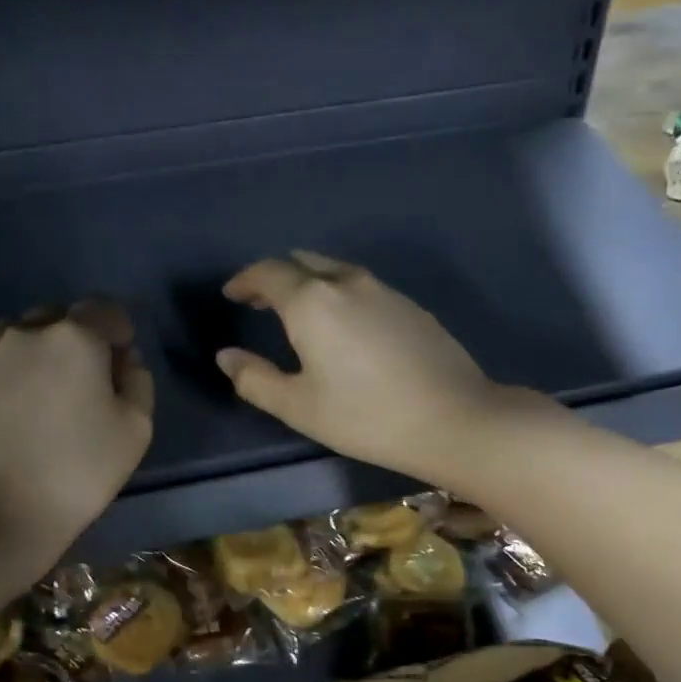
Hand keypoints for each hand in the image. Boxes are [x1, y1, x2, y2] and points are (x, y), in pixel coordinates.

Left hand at [0, 300, 153, 564]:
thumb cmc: (80, 471)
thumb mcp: (137, 429)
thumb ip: (138, 381)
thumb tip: (123, 360)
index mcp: (75, 338)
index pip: (104, 310)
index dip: (118, 333)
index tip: (119, 365)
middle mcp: (24, 333)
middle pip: (57, 318)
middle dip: (75, 340)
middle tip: (81, 385)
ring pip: (15, 336)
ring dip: (34, 354)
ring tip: (38, 397)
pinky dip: (0, 376)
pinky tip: (6, 412)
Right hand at [215, 252, 529, 484]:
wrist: (453, 418)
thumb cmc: (366, 417)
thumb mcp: (300, 407)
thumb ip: (256, 379)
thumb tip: (227, 357)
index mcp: (313, 301)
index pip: (269, 273)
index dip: (245, 280)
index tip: (232, 294)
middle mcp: (348, 283)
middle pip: (303, 263)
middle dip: (276, 277)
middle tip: (261, 301)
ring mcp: (386, 291)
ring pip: (337, 272)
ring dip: (311, 283)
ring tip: (301, 311)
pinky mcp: (412, 307)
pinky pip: (364, 287)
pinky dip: (341, 294)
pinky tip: (346, 326)